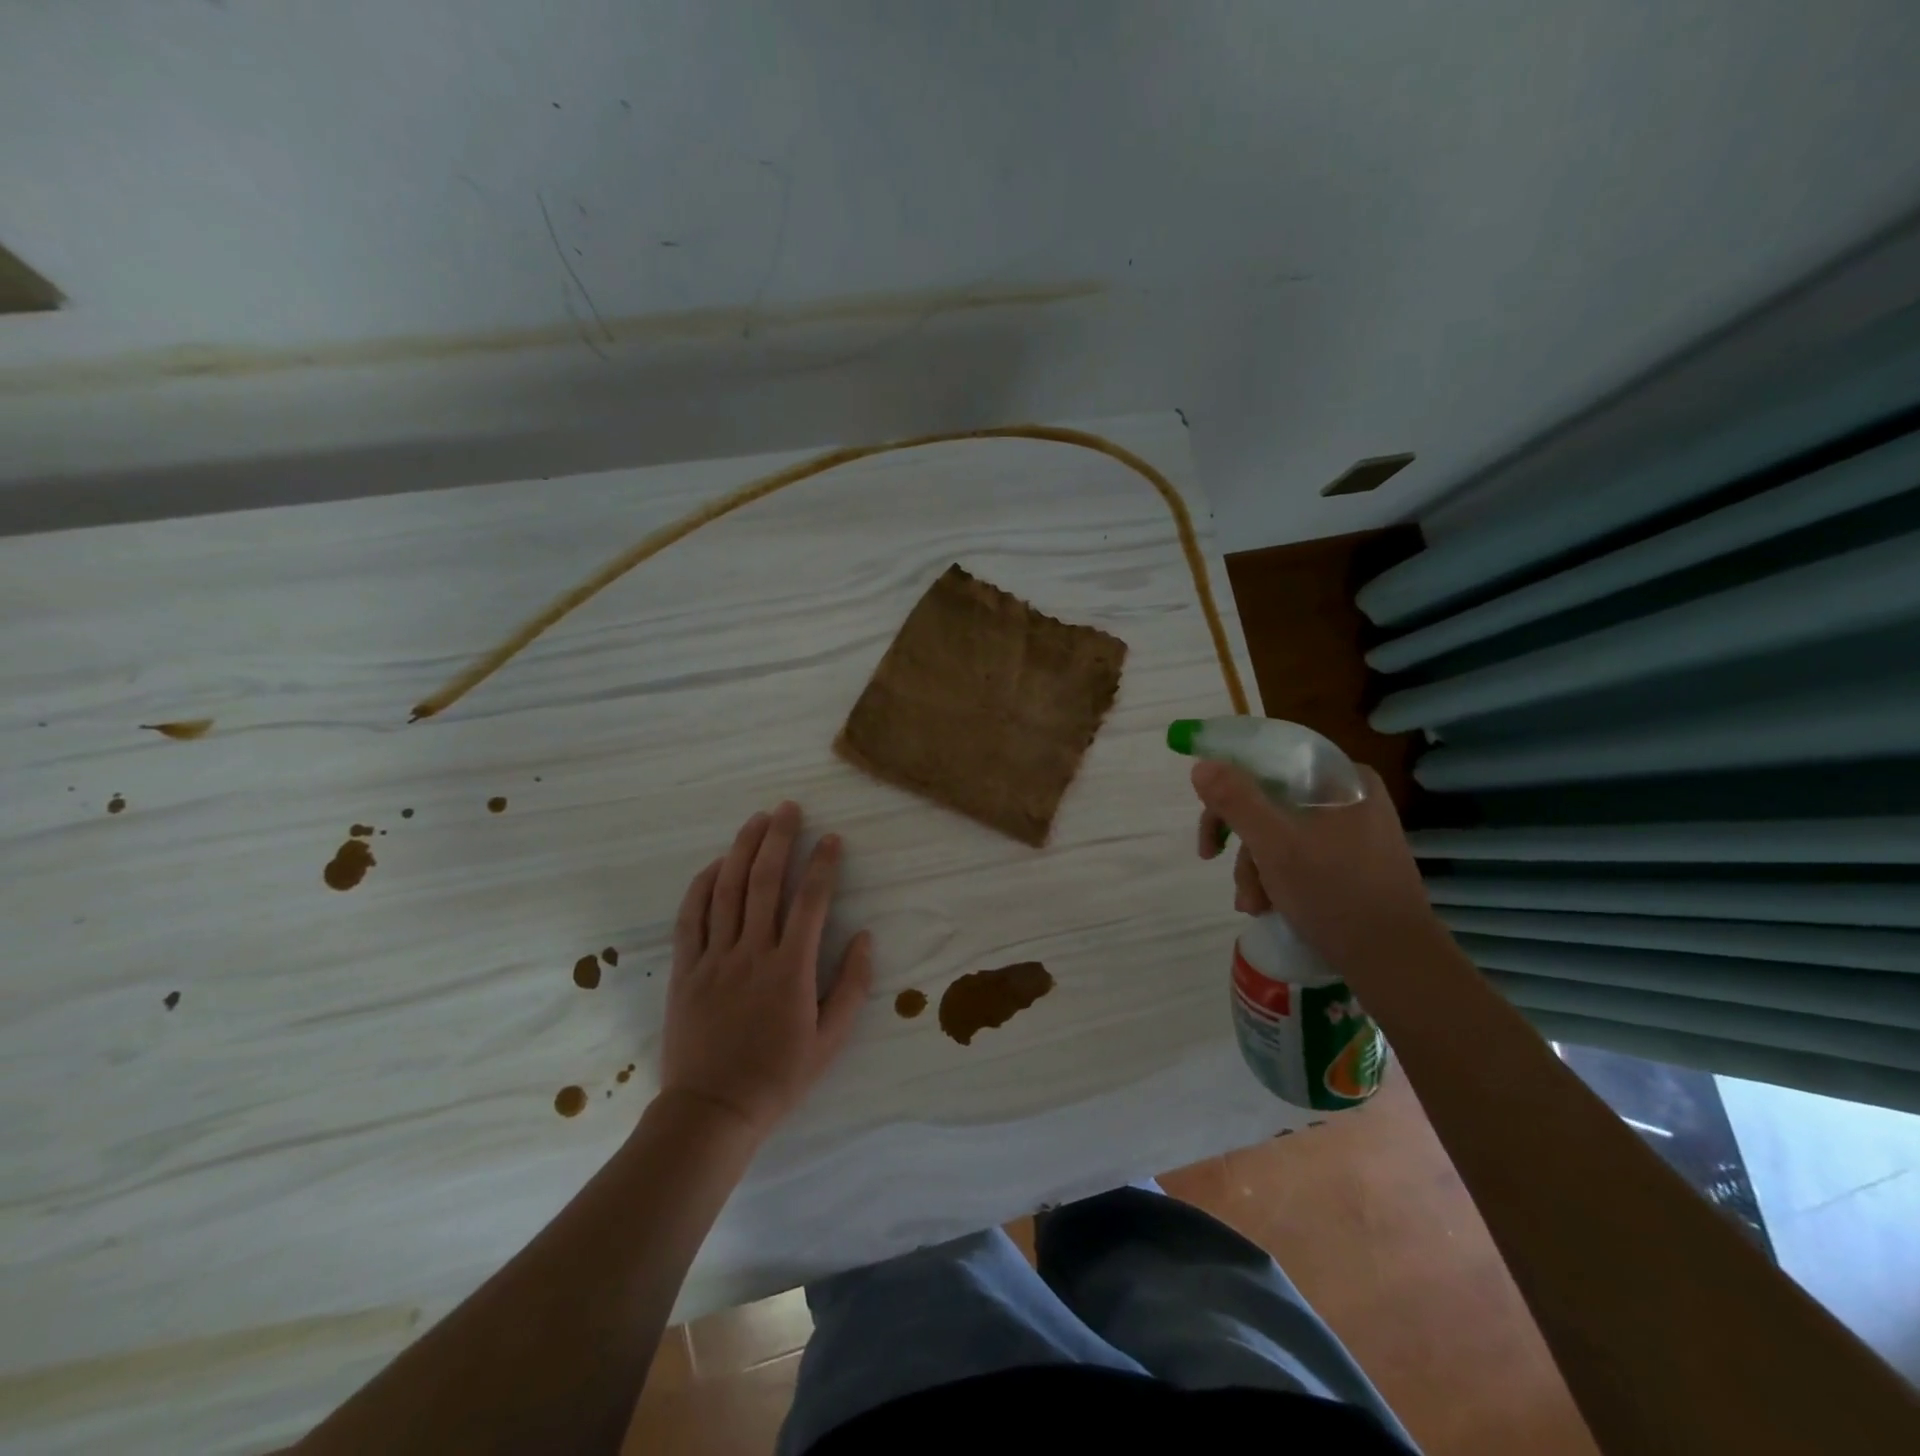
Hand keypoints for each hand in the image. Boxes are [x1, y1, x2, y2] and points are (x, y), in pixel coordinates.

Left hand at [658, 801, 872, 1138]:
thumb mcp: (831, 1040)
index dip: (824, 864)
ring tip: (756, 820)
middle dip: (779, 839)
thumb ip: (851, 985)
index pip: (812, 902)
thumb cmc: (778, 1076)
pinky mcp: (687, 969)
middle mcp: (752, 953)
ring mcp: (715, 958)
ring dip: (743, 849)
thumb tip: (866, 937)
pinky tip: (716, 864)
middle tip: (789, 808)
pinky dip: (703, 885)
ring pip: (727, 890)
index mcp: (791, 970)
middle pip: (766, 881)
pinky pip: (692, 917)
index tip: (832, 838)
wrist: (711, 1111)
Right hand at [1193, 761, 1441, 975]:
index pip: (1271, 762)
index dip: (1231, 783)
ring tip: (1252, 904)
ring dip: (1254, 867)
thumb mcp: (1274, 845)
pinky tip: (1269, 906)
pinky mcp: (1355, 864)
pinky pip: (1300, 855)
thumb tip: (1202, 764)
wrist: (1397, 963)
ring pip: (1281, 832)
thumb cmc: (1335, 893)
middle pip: (1272, 801)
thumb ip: (1235, 800)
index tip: (1209, 815)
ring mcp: (1355, 832)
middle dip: (1241, 839)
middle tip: (1213, 859)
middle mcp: (1351, 797)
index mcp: (1344, 779)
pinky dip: (1277, 878)